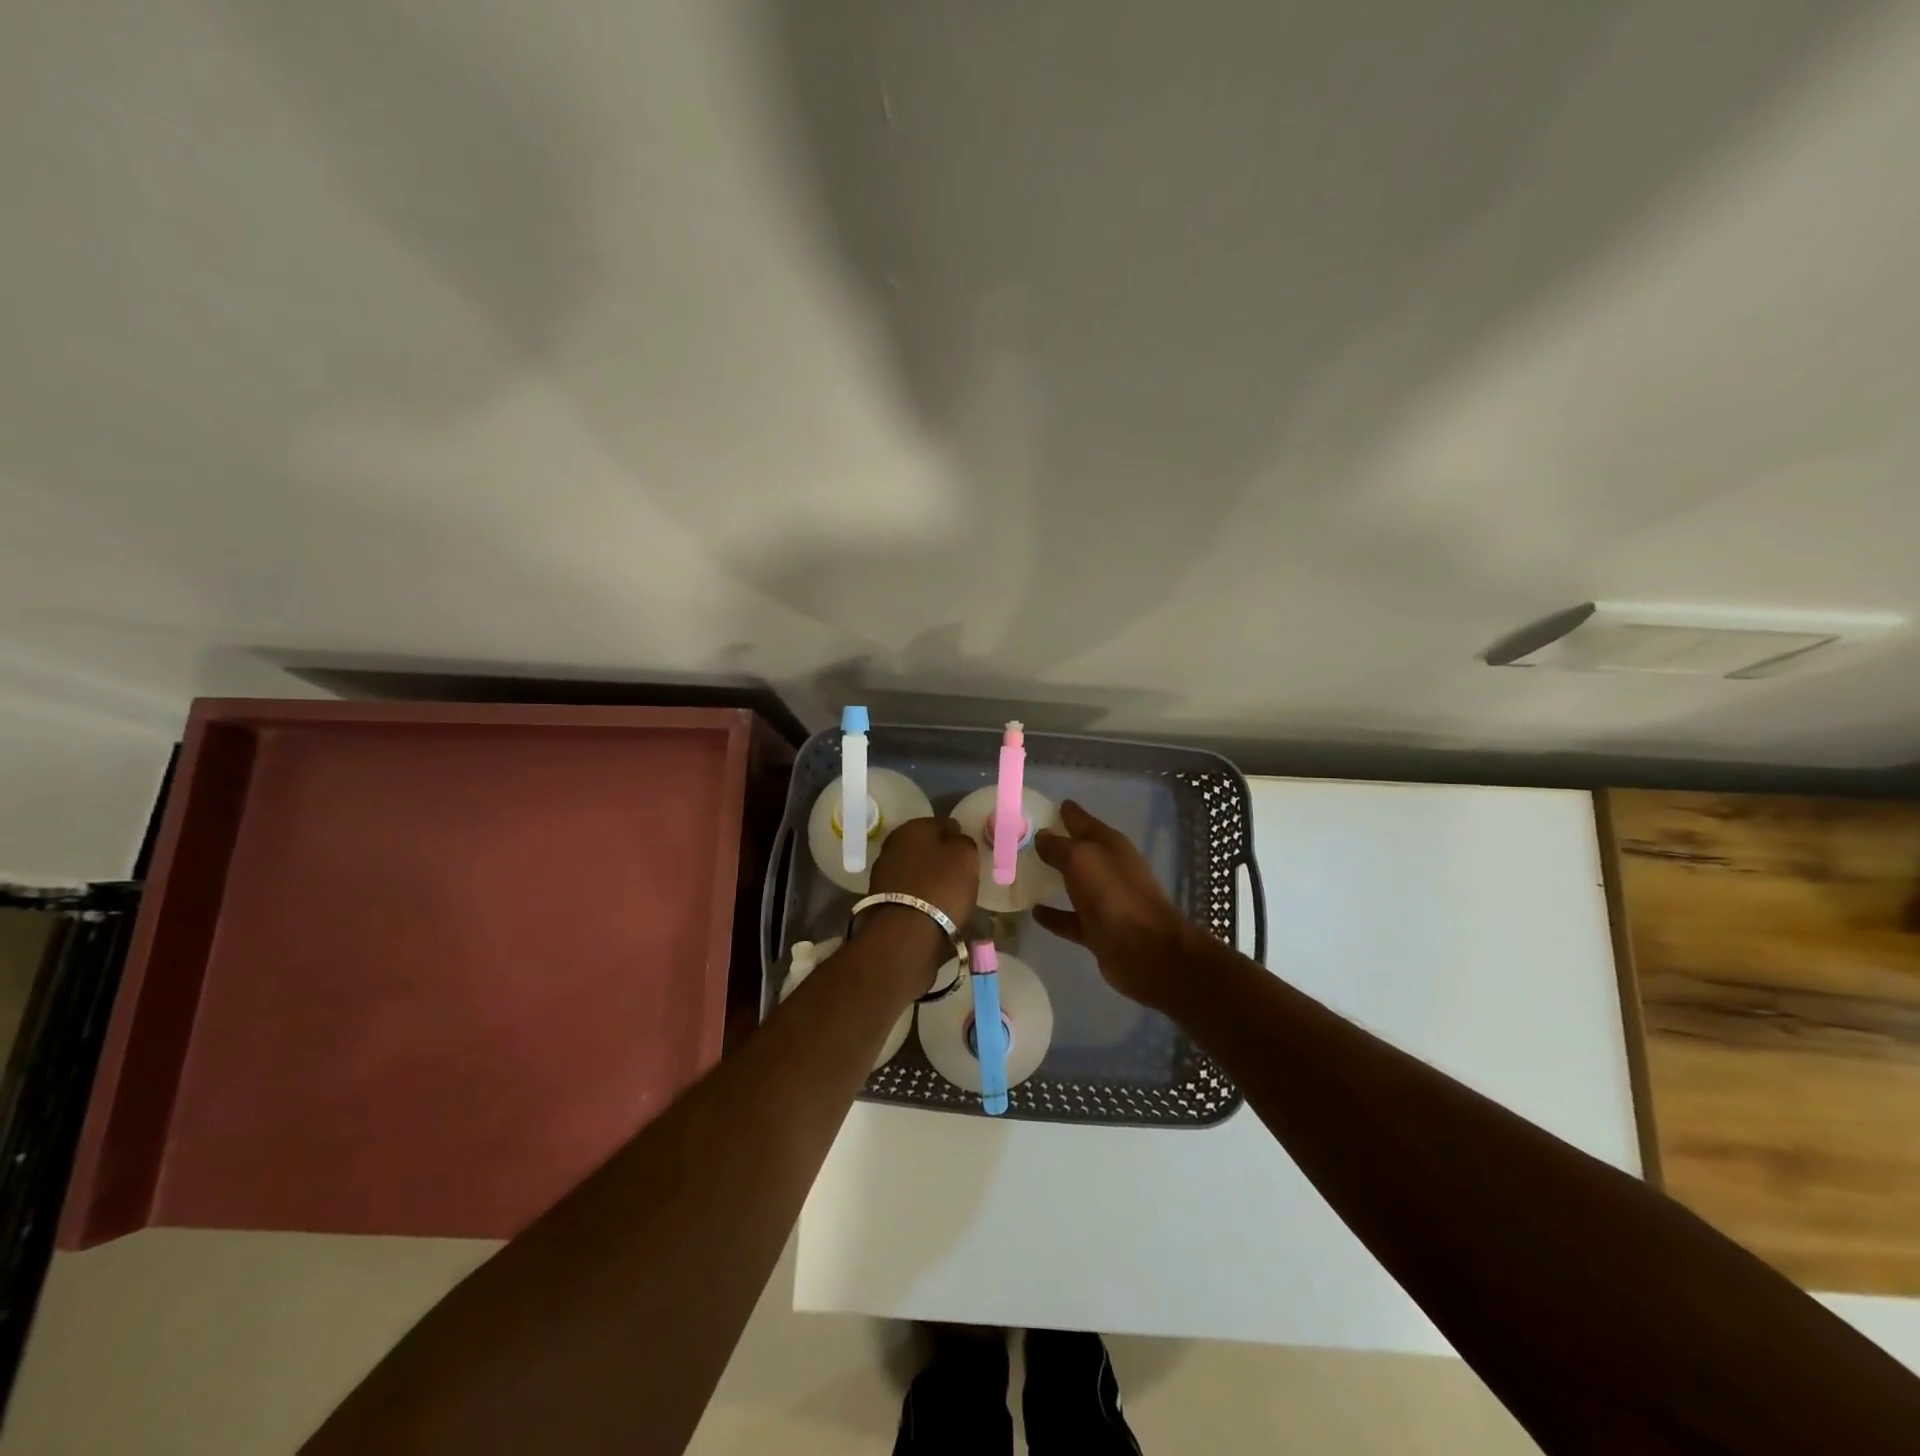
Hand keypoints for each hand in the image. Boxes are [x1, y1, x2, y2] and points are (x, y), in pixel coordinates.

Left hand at [868, 815, 978, 927]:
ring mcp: (883, 869)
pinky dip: (918, 891)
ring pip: (914, 865)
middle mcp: (894, 841)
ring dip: (928, 873)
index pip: (944, 823)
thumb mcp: (966, 857)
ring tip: (946, 890)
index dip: (958, 836)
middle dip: (940, 854)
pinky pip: (907, 886)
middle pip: (925, 844)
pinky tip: (930, 902)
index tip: (968, 852)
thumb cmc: (941, 886)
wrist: (905, 932)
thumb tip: (955, 839)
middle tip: (958, 871)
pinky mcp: (880, 895)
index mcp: (915, 825)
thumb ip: (963, 841)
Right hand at [1033, 800, 1196, 1008]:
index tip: (1040, 806)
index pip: (1082, 821)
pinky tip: (1033, 912)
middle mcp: (1109, 869)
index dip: (1065, 812)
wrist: (1146, 950)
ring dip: (1052, 879)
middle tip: (1022, 839)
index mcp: (1110, 845)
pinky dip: (1053, 915)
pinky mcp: (1098, 929)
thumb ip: (1059, 846)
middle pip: (1078, 852)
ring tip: (1022, 873)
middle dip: (1055, 844)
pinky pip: (1069, 918)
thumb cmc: (1114, 895)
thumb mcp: (1082, 859)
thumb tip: (1041, 835)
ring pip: (1073, 884)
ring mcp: (1105, 901)